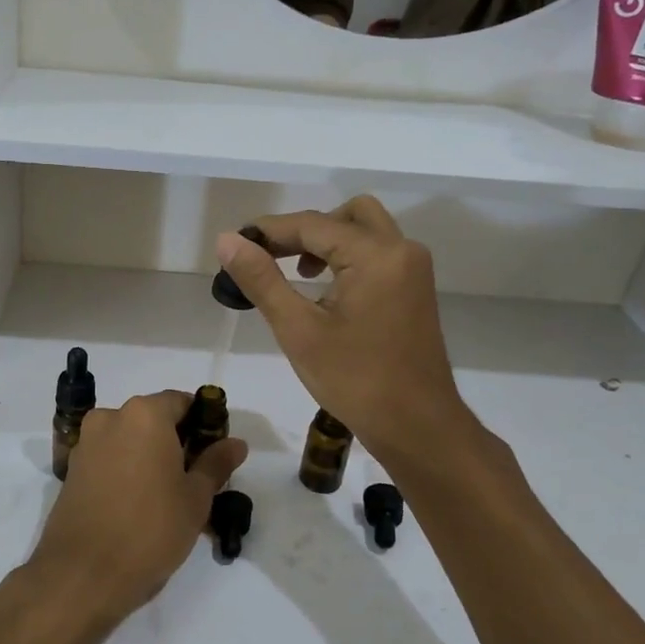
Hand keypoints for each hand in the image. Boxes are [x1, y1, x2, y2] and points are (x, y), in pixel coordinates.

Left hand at [27, 391, 247, 626]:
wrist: (82, 575)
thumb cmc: (149, 530)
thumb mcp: (195, 498)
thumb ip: (216, 464)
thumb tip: (235, 443)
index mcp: (144, 415)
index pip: (182, 402)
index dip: (203, 424)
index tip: (215, 453)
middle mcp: (111, 418)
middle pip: (153, 419)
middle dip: (176, 441)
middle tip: (196, 478)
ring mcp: (86, 443)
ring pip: (129, 440)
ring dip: (150, 457)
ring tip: (168, 496)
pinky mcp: (72, 470)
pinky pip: (109, 458)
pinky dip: (127, 470)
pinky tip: (139, 504)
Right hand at [215, 196, 476, 462]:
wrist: (417, 427)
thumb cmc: (356, 381)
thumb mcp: (299, 330)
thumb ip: (262, 280)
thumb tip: (227, 241)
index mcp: (376, 255)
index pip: (312, 224)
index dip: (268, 231)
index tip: (234, 246)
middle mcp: (401, 250)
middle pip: (346, 216)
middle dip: (303, 230)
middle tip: (269, 257)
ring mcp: (413, 270)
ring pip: (364, 231)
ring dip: (327, 242)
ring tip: (294, 273)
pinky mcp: (414, 290)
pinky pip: (376, 254)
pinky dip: (346, 257)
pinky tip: (322, 290)